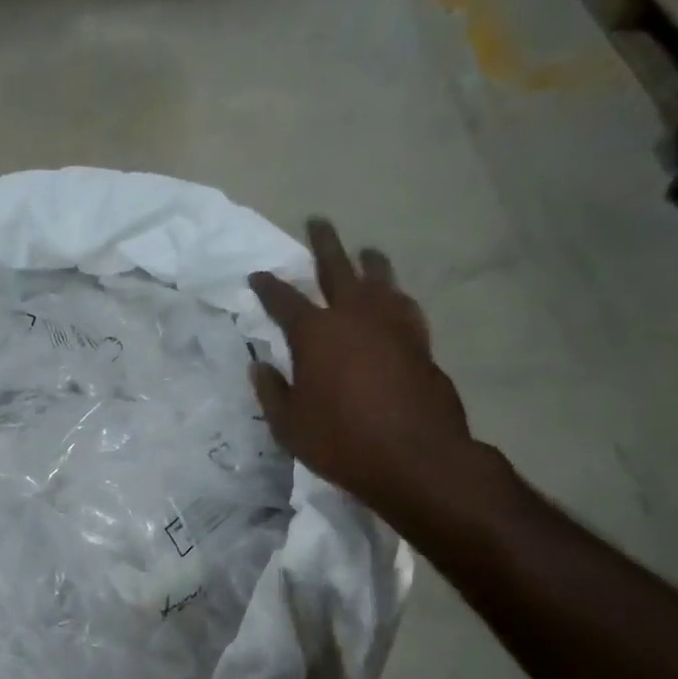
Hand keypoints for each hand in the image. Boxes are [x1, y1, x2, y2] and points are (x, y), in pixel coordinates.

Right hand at [250, 219, 499, 535]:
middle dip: (324, 244)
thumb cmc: (341, 442)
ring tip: (365, 251)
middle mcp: (354, 316)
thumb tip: (259, 366)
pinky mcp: (420, 341)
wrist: (415, 457)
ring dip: (368, 261)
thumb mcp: (289, 425)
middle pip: (337, 267)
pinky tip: (395, 297)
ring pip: (379, 278)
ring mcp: (392, 325)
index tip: (257, 276)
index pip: (284, 300)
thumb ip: (272, 392)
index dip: (268, 286)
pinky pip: (404, 305)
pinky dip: (395, 295)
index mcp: (315, 334)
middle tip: (317, 222)